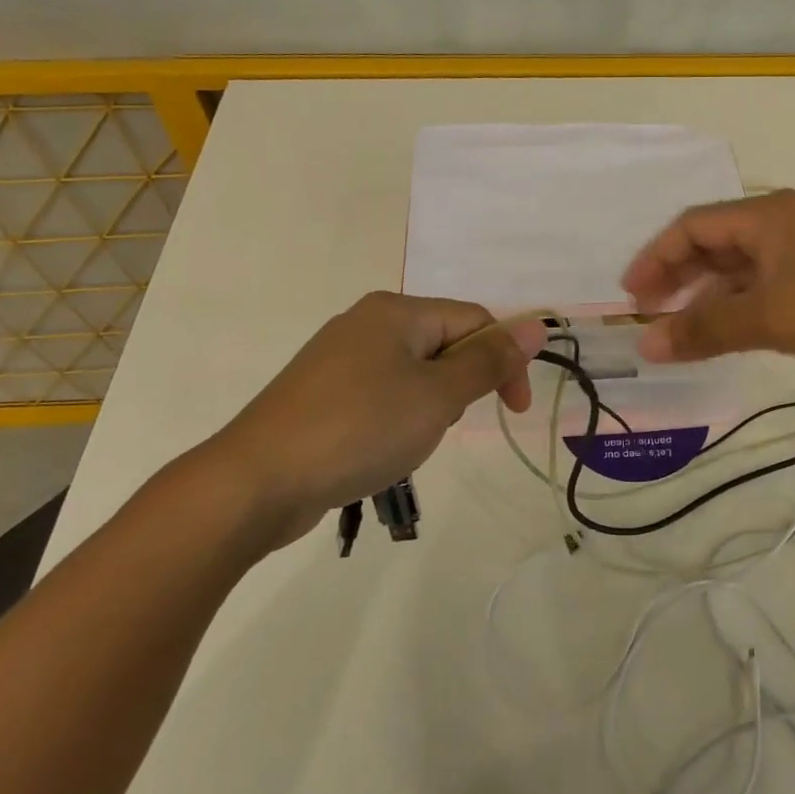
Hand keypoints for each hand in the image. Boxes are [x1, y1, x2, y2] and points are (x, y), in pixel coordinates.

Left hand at [192, 293, 546, 548]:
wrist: (256, 482)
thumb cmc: (359, 429)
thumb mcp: (438, 396)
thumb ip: (490, 361)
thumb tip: (538, 324)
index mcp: (396, 311)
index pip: (474, 321)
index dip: (504, 361)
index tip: (513, 411)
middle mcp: (367, 322)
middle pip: (443, 343)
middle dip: (461, 385)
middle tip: (446, 427)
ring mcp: (338, 357)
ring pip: (414, 372)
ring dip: (431, 405)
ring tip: (409, 442)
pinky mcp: (321, 392)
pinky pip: (381, 393)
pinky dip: (397, 417)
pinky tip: (381, 449)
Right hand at [621, 189, 794, 389]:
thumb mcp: (768, 315)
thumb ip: (703, 329)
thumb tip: (645, 345)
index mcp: (767, 215)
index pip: (693, 226)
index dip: (655, 257)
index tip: (630, 295)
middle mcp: (784, 226)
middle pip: (714, 245)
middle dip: (677, 277)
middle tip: (648, 313)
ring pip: (740, 271)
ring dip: (706, 298)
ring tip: (679, 331)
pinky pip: (765, 291)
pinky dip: (738, 311)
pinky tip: (724, 336)